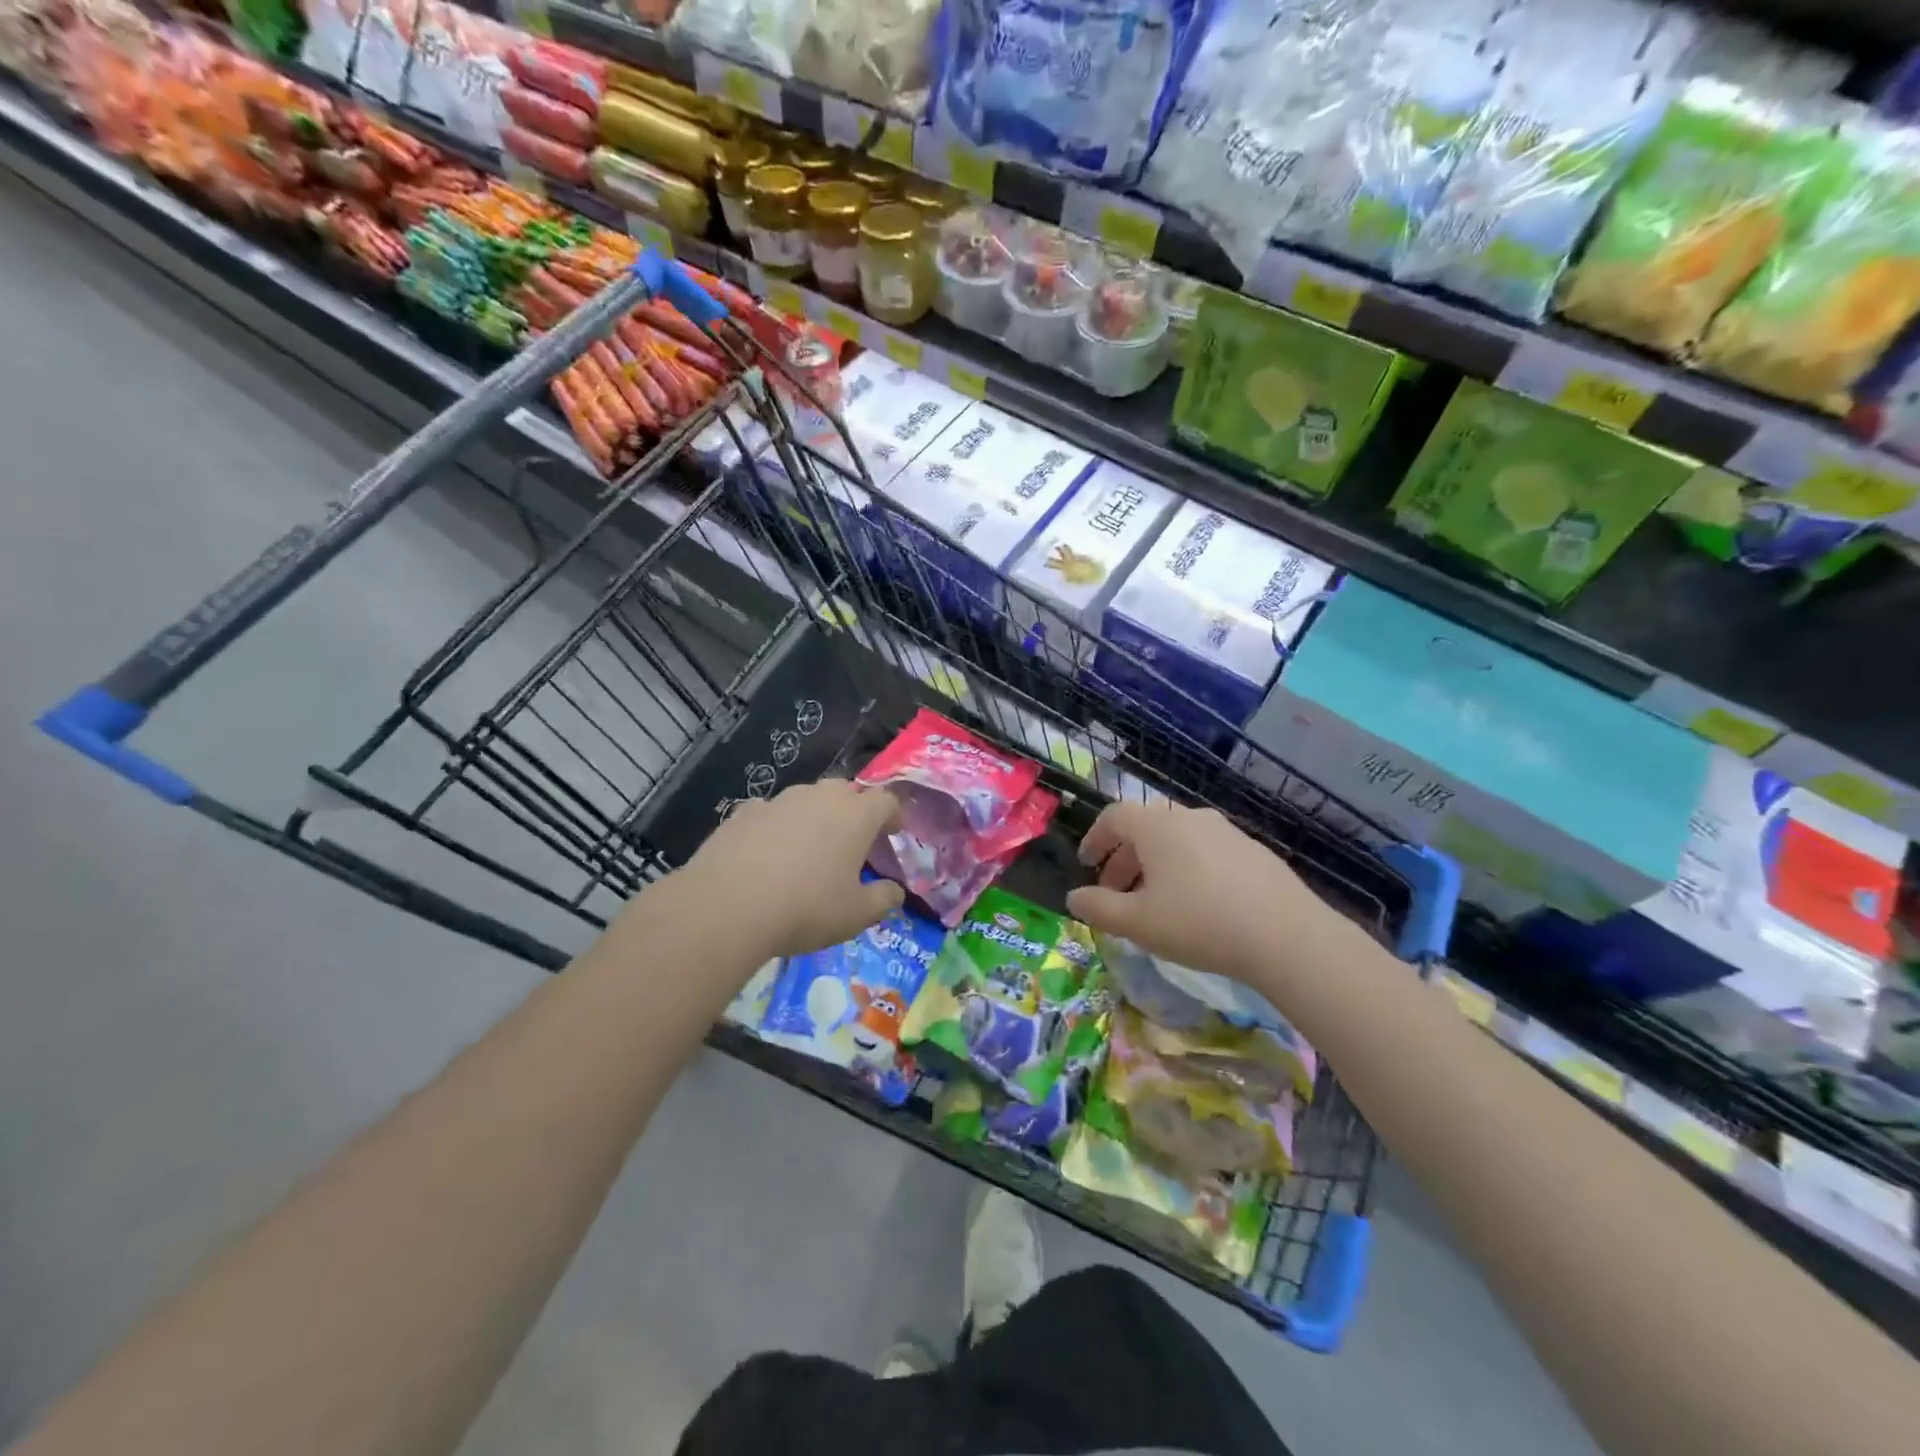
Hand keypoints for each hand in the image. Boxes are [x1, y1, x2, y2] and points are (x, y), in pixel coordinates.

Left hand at [677, 779, 904, 958]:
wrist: (727, 906)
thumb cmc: (806, 908)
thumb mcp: (856, 915)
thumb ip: (883, 900)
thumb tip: (895, 891)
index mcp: (856, 815)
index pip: (886, 800)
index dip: (894, 815)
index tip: (894, 833)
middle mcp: (819, 797)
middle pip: (846, 792)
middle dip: (854, 812)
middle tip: (854, 842)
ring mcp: (779, 801)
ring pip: (807, 799)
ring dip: (815, 817)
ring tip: (810, 848)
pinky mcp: (743, 813)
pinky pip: (771, 813)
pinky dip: (777, 827)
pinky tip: (769, 853)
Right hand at [1066, 800, 1345, 986]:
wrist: (1287, 936)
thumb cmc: (1199, 923)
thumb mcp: (1138, 922)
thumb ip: (1099, 907)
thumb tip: (1074, 897)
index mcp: (1156, 826)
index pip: (1114, 817)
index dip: (1095, 839)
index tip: (1087, 865)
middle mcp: (1190, 817)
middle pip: (1145, 827)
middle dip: (1124, 857)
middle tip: (1115, 890)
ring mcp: (1226, 831)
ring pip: (1177, 839)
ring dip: (1156, 864)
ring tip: (1155, 900)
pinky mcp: (1254, 850)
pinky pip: (1206, 851)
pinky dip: (1188, 868)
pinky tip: (1197, 904)